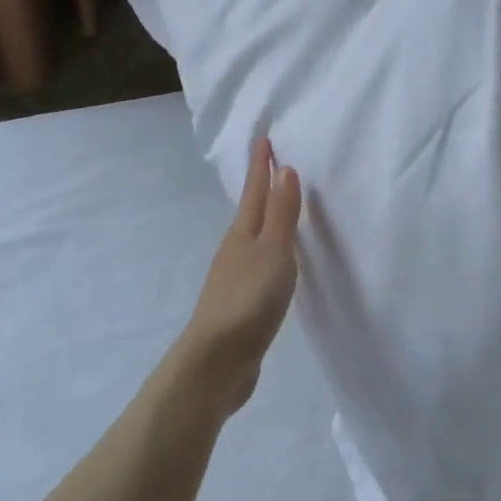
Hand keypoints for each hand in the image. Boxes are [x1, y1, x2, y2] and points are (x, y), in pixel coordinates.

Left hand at [177, 137, 301, 418]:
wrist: (216, 361)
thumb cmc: (249, 299)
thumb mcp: (274, 251)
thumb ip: (281, 213)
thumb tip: (284, 169)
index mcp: (243, 233)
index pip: (255, 190)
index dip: (261, 165)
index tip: (263, 139)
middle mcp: (235, 249)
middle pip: (251, 210)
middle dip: (261, 187)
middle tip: (273, 166)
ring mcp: (234, 277)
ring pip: (252, 238)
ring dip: (265, 220)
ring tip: (277, 209)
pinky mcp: (239, 304)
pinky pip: (257, 265)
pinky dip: (268, 252)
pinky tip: (273, 264)